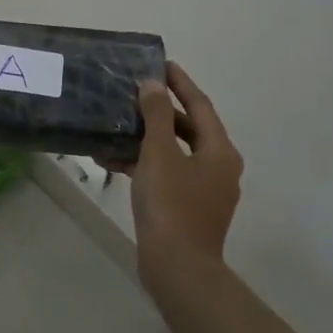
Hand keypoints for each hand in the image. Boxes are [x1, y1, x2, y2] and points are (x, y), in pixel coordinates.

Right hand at [125, 62, 242, 284]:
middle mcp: (218, 167)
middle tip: (134, 91)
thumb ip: (156, 115)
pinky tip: (113, 160)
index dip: (180, 83)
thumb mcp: (159, 153)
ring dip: (147, 137)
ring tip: (117, 123)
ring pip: (174, 152)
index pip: (199, 105)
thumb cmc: (171, 205)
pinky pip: (166, 174)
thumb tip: (153, 85)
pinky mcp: (187, 208)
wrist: (177, 269)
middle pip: (188, 128)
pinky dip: (144, 163)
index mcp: (220, 151)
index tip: (161, 63)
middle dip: (159, 110)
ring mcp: (204, 190)